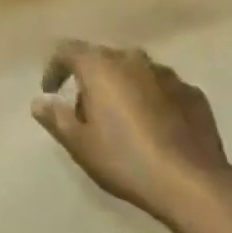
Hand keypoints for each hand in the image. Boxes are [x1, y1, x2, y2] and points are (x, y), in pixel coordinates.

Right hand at [32, 41, 231, 223]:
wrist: (192, 182)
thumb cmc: (126, 159)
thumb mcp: (81, 145)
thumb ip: (56, 118)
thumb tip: (39, 101)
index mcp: (100, 66)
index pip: (67, 50)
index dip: (54, 67)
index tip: (50, 89)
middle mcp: (132, 58)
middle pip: (102, 59)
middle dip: (91, 80)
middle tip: (86, 112)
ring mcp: (166, 73)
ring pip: (134, 72)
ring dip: (123, 88)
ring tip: (123, 121)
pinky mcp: (192, 92)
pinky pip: (162, 89)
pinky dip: (152, 100)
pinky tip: (155, 128)